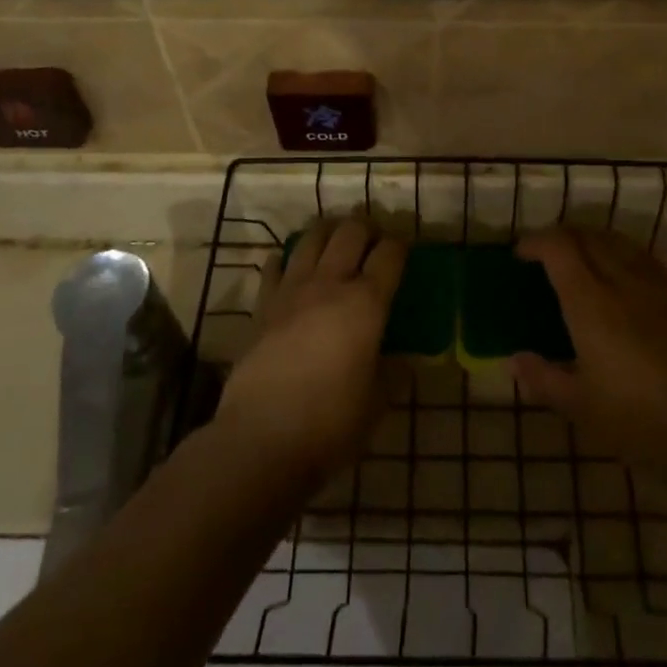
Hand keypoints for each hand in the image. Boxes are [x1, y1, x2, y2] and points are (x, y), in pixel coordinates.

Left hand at [218, 218, 405, 484]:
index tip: (404, 248)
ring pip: (311, 238)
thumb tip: (402, 360)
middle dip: (366, 227)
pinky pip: (274, 266)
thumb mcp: (377, 402)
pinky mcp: (263, 305)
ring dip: (328, 231)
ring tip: (335, 238)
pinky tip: (288, 263)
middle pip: (351, 232)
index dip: (400, 245)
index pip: (390, 255)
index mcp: (367, 303)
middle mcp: (330, 284)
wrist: (261, 438)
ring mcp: (292, 290)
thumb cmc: (330, 423)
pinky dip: (284, 258)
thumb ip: (392, 373)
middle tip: (372, 239)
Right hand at [512, 227, 666, 479]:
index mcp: (589, 302)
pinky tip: (621, 272)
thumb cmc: (633, 419)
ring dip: (592, 238)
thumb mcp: (578, 405)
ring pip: (618, 240)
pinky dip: (622, 252)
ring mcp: (653, 288)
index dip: (536, 242)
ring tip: (580, 257)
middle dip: (561, 236)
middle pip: (587, 236)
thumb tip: (515, 360)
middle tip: (545, 255)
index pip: (559, 248)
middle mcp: (620, 282)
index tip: (520, 255)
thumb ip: (542, 378)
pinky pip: (643, 258)